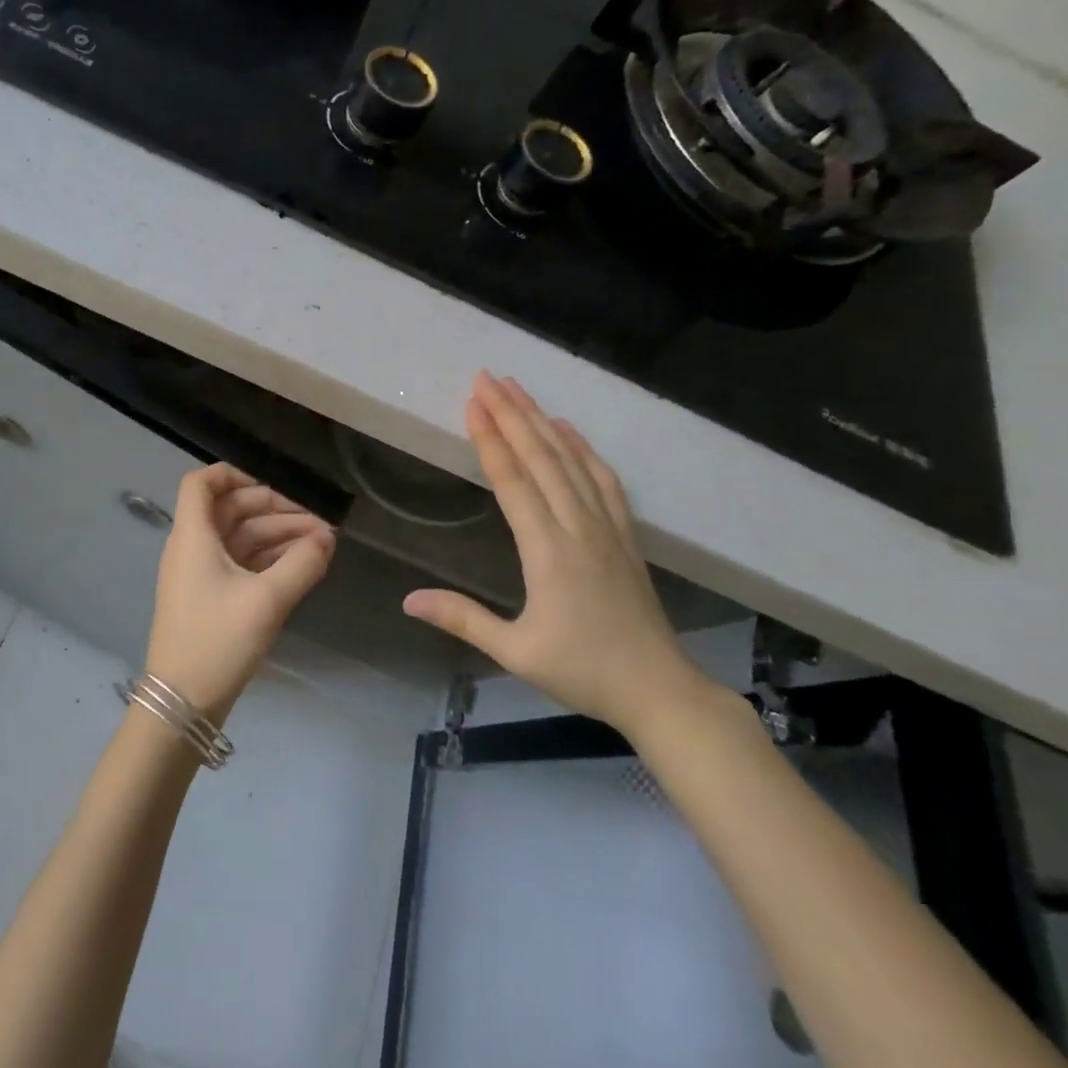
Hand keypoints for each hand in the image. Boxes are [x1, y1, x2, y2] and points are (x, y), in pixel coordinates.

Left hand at [145, 465, 336, 716]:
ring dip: (278, 536)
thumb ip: (302, 564)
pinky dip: (269, 559)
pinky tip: (302, 565)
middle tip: (318, 524)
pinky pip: (241, 563)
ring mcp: (200, 574)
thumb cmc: (218, 641)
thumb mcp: (267, 600)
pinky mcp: (210, 598)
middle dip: (275, 510)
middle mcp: (193, 547)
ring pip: (240, 538)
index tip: (275, 488)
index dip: (234, 475)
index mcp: (193, 536)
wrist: (183, 703)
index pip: (201, 483)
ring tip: (322, 545)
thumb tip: (327, 539)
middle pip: (231, 509)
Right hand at [403, 373, 706, 738]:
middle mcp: (578, 527)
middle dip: (512, 414)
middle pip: (542, 458)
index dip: (491, 439)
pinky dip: (584, 449)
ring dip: (543, 421)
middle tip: (487, 378)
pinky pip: (604, 480)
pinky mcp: (624, 535)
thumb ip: (462, 619)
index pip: (513, 481)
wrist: (659, 689)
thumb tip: (407, 600)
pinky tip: (569, 431)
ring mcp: (606, 528)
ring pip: (572, 461)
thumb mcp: (515, 651)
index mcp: (548, 551)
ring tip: (519, 389)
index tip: (472, 404)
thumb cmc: (583, 671)